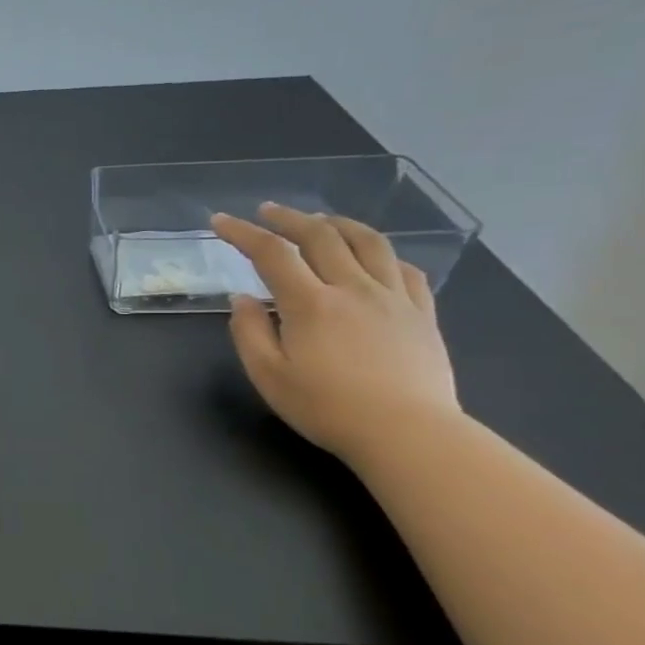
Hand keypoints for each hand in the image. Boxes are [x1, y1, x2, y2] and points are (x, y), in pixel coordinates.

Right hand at [210, 204, 460, 462]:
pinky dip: (382, 254)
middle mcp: (353, 289)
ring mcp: (393, 298)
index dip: (243, 233)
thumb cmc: (326, 408)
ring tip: (321, 220)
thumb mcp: (268, 375)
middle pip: (321, 236)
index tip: (221, 221)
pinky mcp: (422, 314)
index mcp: (310, 304)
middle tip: (267, 211)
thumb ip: (249, 332)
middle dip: (289, 218)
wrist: (408, 433)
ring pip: (369, 243)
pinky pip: (404, 269)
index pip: (272, 254)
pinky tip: (372, 258)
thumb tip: (242, 299)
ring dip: (339, 224)